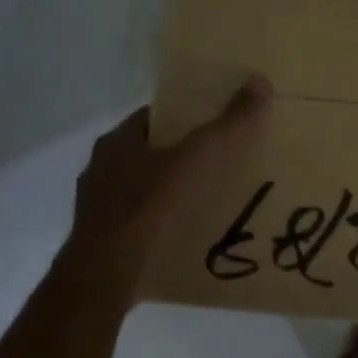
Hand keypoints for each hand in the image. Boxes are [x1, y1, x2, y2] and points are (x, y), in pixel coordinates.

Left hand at [59, 76, 272, 304]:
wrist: (106, 276)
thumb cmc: (151, 206)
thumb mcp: (200, 157)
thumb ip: (230, 123)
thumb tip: (259, 81)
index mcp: (117, 142)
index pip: (156, 116)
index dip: (187, 115)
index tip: (218, 122)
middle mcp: (101, 170)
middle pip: (151, 152)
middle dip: (183, 155)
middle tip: (222, 161)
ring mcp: (98, 209)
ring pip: (143, 190)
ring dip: (171, 192)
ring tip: (209, 200)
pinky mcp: (103, 242)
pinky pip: (140, 223)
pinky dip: (162, 224)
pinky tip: (186, 234)